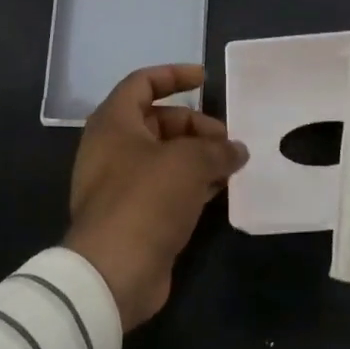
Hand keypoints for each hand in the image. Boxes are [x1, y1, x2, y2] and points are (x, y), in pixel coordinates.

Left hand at [65, 65, 248, 330]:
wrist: (113, 273)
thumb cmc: (146, 200)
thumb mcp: (189, 162)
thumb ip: (217, 150)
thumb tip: (237, 150)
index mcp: (114, 123)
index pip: (141, 83)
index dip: (173, 75)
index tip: (205, 79)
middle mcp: (112, 149)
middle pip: (158, 122)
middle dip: (196, 125)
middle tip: (227, 139)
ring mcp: (120, 186)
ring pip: (165, 158)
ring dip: (198, 157)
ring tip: (232, 165)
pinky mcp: (133, 217)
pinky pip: (166, 188)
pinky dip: (191, 184)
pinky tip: (220, 190)